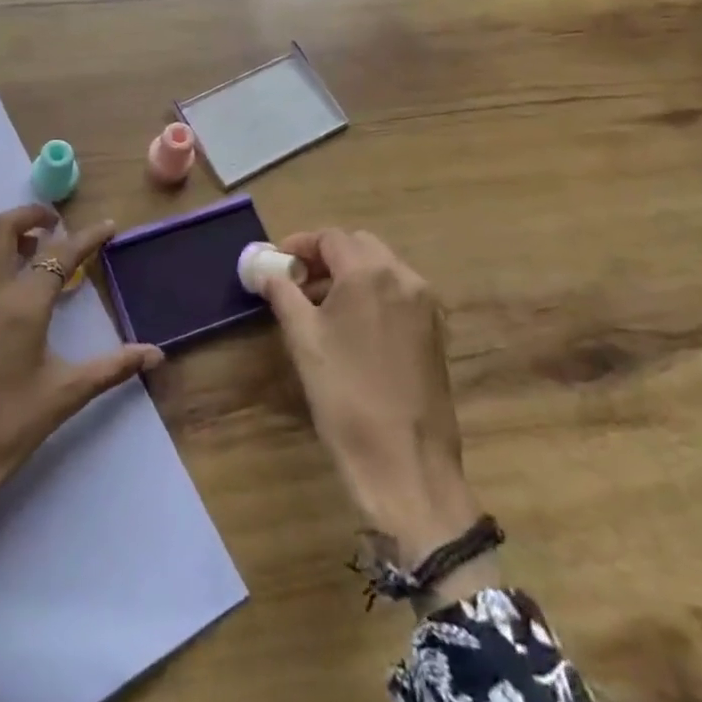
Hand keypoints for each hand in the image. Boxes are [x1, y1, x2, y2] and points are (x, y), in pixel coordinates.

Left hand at [0, 205, 162, 524]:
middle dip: (30, 216)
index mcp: (23, 307)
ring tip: (18, 255)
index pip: (60, 254)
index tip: (108, 226)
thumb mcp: (67, 395)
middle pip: (2, 227)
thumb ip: (113, 367)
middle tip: (53, 227)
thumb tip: (156, 354)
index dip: (88, 236)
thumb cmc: (11, 427)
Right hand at [257, 228, 497, 592]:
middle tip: (294, 281)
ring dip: (348, 275)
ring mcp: (426, 306)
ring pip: (381, 269)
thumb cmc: (346, 396)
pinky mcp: (435, 332)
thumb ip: (282, 294)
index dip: (299, 245)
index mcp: (370, 274)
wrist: (406, 463)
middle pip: (359, 247)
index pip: (330, 238)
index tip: (276, 263)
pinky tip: (349, 326)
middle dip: (325, 257)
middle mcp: (405, 278)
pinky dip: (371, 295)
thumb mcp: (304, 340)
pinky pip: (398, 294)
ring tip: (317, 306)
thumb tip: (266, 272)